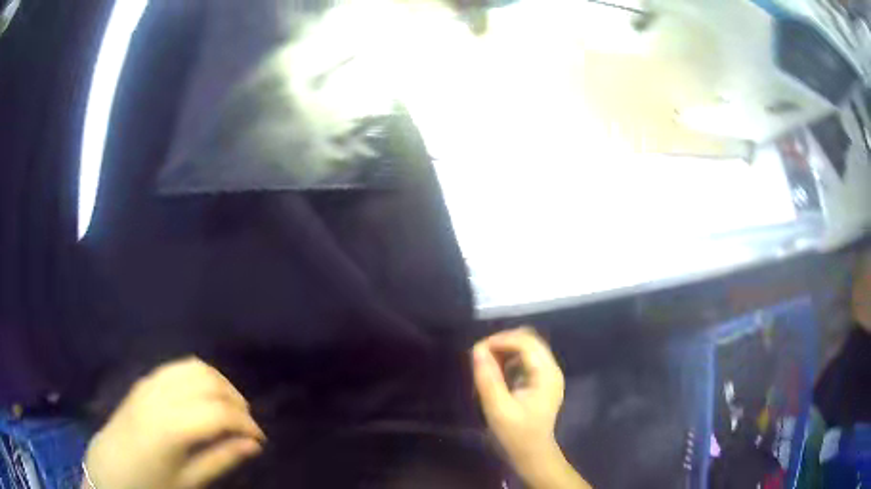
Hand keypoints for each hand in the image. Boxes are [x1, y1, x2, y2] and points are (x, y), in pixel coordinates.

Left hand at [83, 358, 264, 488]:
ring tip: (230, 408)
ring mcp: (149, 384)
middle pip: (209, 383)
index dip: (247, 424)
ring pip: (195, 366)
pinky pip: (178, 366)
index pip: (219, 413)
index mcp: (170, 428)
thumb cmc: (149, 484)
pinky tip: (205, 396)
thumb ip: (220, 460)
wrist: (109, 470)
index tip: (260, 440)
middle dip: (237, 401)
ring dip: (220, 383)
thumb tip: (253, 444)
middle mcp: (159, 397)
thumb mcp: (187, 483)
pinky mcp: (143, 380)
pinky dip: (200, 375)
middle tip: (247, 426)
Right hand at [473, 328, 589, 488]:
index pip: (526, 342)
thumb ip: (488, 379)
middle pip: (529, 340)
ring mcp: (548, 374)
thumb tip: (477, 350)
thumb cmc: (516, 434)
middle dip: (503, 342)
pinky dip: (510, 358)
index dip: (500, 340)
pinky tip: (496, 372)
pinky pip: (526, 359)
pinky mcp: (541, 380)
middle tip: (480, 356)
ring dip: (506, 349)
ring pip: (527, 347)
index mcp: (546, 374)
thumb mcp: (498, 409)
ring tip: (486, 364)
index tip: (476, 350)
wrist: (532, 454)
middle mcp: (551, 368)